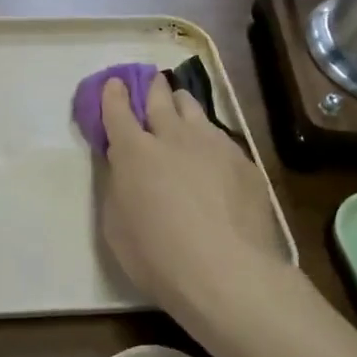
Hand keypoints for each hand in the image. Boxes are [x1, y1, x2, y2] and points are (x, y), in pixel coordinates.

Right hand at [96, 73, 287, 315]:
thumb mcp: (116, 226)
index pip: (117, 110)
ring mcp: (213, 144)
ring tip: (181, 111)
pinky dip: (209, 138)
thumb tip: (124, 170)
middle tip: (150, 86)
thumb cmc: (157, 257)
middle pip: (159, 97)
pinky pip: (221, 137)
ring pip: (194, 108)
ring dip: (181, 106)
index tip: (114, 84)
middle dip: (151, 88)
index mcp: (133, 152)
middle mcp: (172, 136)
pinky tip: (212, 155)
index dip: (113, 94)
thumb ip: (118, 187)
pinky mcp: (243, 160)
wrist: (227, 272)